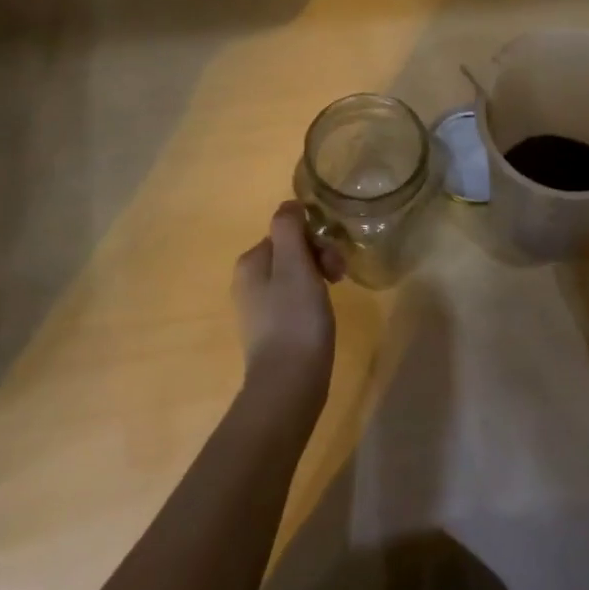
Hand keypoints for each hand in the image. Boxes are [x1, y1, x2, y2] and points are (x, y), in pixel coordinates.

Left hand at [232, 202, 338, 402]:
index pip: (288, 231)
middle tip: (340, 277)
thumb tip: (289, 205)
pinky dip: (312, 300)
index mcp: (250, 262)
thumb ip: (289, 228)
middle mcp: (248, 280)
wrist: (289, 384)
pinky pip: (295, 299)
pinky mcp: (272, 329)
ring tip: (335, 297)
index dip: (316, 239)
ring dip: (320, 277)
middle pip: (292, 251)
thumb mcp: (294, 264)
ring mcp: (259, 307)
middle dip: (320, 257)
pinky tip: (322, 315)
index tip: (333, 260)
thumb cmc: (294, 318)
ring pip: (296, 275)